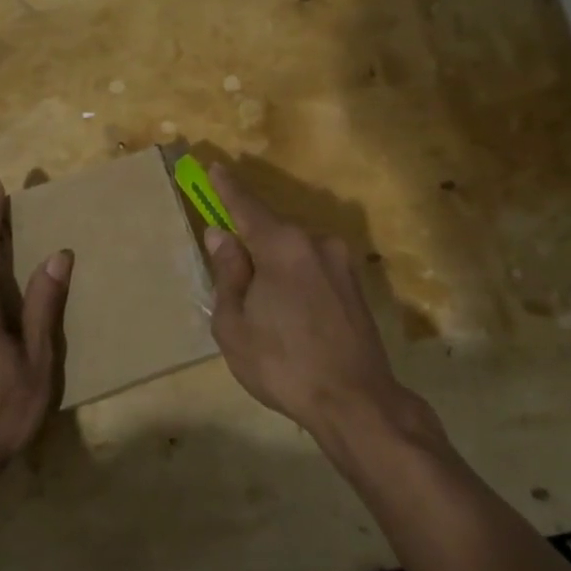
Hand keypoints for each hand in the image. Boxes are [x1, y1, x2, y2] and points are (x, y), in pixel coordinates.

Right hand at [202, 164, 424, 442]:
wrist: (356, 402)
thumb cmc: (283, 364)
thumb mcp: (235, 324)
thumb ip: (228, 273)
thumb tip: (221, 236)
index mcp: (284, 246)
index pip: (247, 207)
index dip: (226, 188)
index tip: (214, 168)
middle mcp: (317, 243)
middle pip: (273, 230)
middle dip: (250, 241)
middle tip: (230, 268)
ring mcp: (341, 263)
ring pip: (295, 252)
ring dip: (274, 265)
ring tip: (262, 307)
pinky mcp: (356, 286)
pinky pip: (314, 269)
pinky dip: (295, 279)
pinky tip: (290, 314)